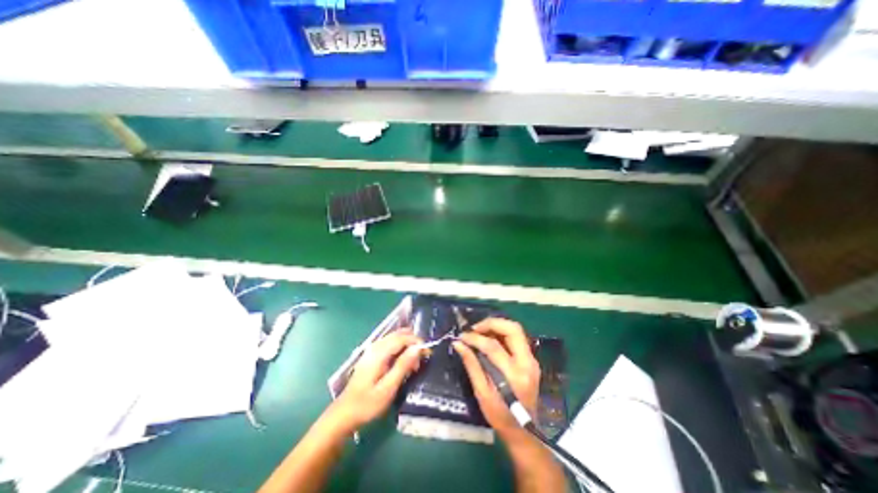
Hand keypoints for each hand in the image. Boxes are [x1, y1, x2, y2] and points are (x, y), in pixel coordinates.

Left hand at [328, 332, 425, 430]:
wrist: (344, 414)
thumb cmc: (367, 404)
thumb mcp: (388, 388)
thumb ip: (403, 366)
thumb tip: (417, 348)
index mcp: (379, 353)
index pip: (402, 338)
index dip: (417, 342)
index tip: (428, 352)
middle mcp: (375, 347)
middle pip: (398, 335)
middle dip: (413, 342)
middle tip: (422, 358)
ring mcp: (372, 350)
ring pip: (394, 338)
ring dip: (407, 345)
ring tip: (414, 363)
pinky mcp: (371, 356)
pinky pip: (389, 344)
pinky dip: (400, 349)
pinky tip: (403, 362)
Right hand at [456, 320, 538, 442]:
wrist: (524, 431)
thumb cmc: (500, 416)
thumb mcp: (481, 393)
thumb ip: (471, 365)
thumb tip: (458, 344)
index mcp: (515, 375)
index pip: (494, 347)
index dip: (476, 338)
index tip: (462, 336)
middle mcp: (528, 363)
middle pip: (513, 329)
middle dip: (492, 323)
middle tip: (474, 328)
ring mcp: (532, 360)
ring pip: (516, 330)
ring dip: (497, 326)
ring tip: (480, 331)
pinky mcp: (531, 359)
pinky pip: (516, 338)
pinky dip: (502, 333)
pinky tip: (490, 337)